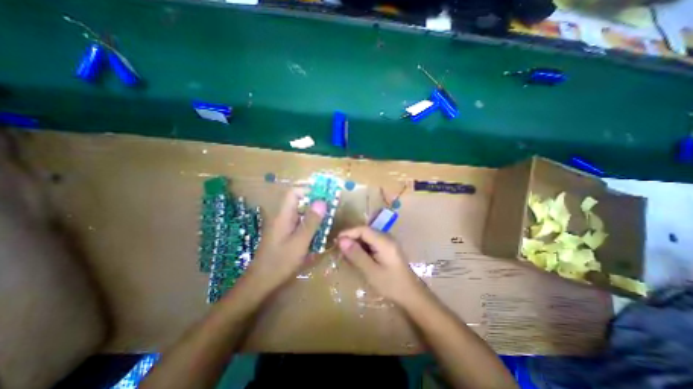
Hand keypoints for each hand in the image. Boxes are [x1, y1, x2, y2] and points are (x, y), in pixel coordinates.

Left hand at [240, 189, 326, 293]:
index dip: (309, 190)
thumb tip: (322, 201)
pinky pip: (298, 223)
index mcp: (283, 215)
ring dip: (313, 214)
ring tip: (327, 220)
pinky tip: (317, 233)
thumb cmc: (280, 262)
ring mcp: (282, 226)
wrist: (261, 282)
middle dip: (314, 203)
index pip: (294, 192)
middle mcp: (282, 217)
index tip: (324, 196)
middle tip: (330, 209)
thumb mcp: (300, 241)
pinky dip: (309, 224)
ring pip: (299, 213)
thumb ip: (311, 221)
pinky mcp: (284, 234)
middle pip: (298, 202)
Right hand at [337, 229, 428, 306]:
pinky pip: (372, 242)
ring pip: (368, 237)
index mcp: (384, 241)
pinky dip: (363, 247)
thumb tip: (341, 240)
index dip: (348, 232)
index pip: (363, 229)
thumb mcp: (371, 271)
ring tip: (346, 253)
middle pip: (365, 231)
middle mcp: (387, 237)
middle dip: (351, 238)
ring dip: (356, 243)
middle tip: (339, 249)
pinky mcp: (388, 248)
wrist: (411, 295)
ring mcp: (389, 242)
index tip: (336, 241)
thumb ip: (356, 254)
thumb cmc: (391, 285)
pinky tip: (358, 256)